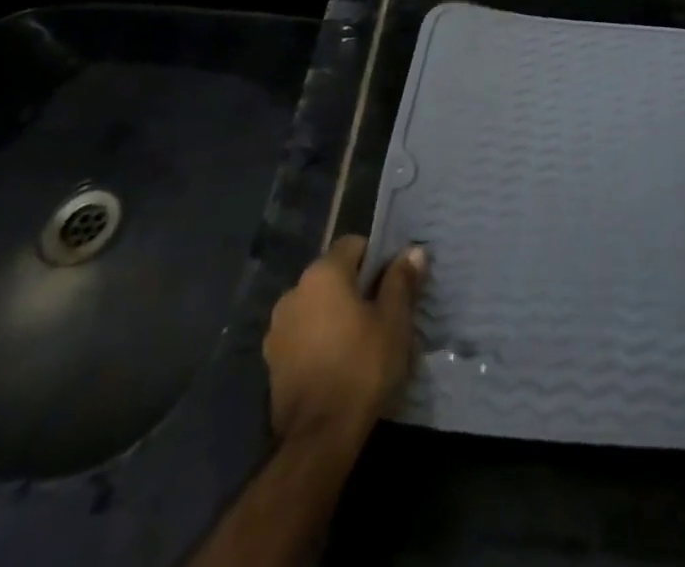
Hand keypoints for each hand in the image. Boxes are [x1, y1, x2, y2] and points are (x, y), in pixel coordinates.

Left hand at [263, 235, 425, 446]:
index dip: (377, 259)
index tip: (394, 284)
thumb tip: (413, 251)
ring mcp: (277, 328)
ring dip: (334, 314)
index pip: (354, 244)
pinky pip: (302, 335)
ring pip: (316, 306)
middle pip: (333, 275)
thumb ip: (401, 280)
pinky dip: (318, 340)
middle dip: (356, 288)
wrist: (319, 438)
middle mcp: (293, 291)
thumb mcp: (394, 320)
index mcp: (323, 273)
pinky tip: (337, 363)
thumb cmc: (362, 367)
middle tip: (382, 313)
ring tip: (359, 341)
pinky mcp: (271, 361)